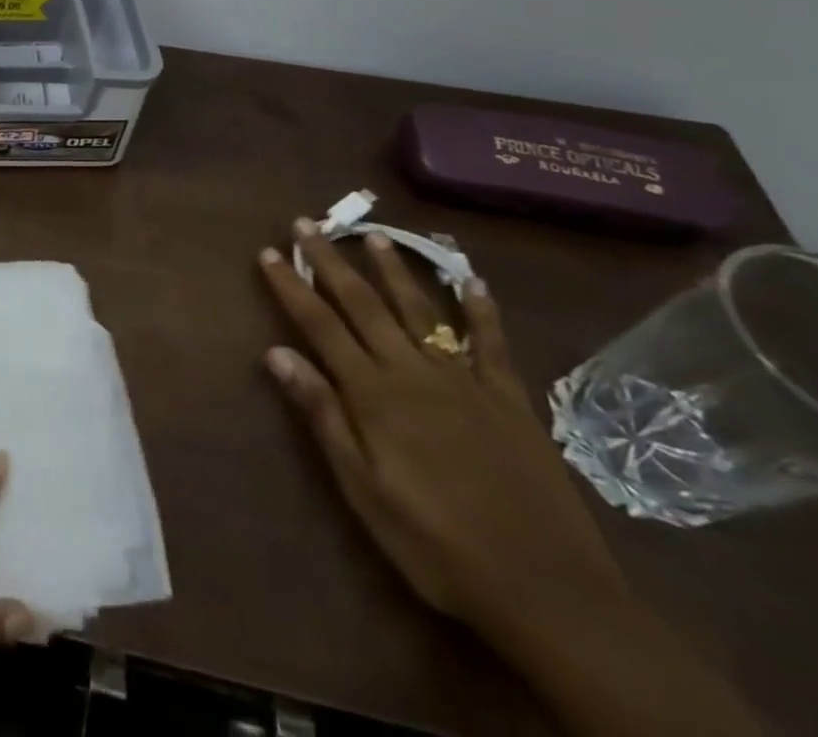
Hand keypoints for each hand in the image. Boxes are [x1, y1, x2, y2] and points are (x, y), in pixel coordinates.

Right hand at [257, 220, 628, 645]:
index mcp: (374, 394)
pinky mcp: (510, 400)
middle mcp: (414, 372)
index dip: (291, 286)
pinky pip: (492, 344)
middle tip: (307, 223)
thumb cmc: (436, 545)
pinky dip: (481, 309)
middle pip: (363, 304)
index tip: (268, 252)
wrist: (549, 593)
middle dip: (330, 261)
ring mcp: (465, 382)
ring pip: (421, 311)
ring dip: (393, 270)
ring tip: (373, 235)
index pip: (319, 325)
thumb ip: (323, 416)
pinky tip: (472, 280)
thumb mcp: (364, 490)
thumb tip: (276, 353)